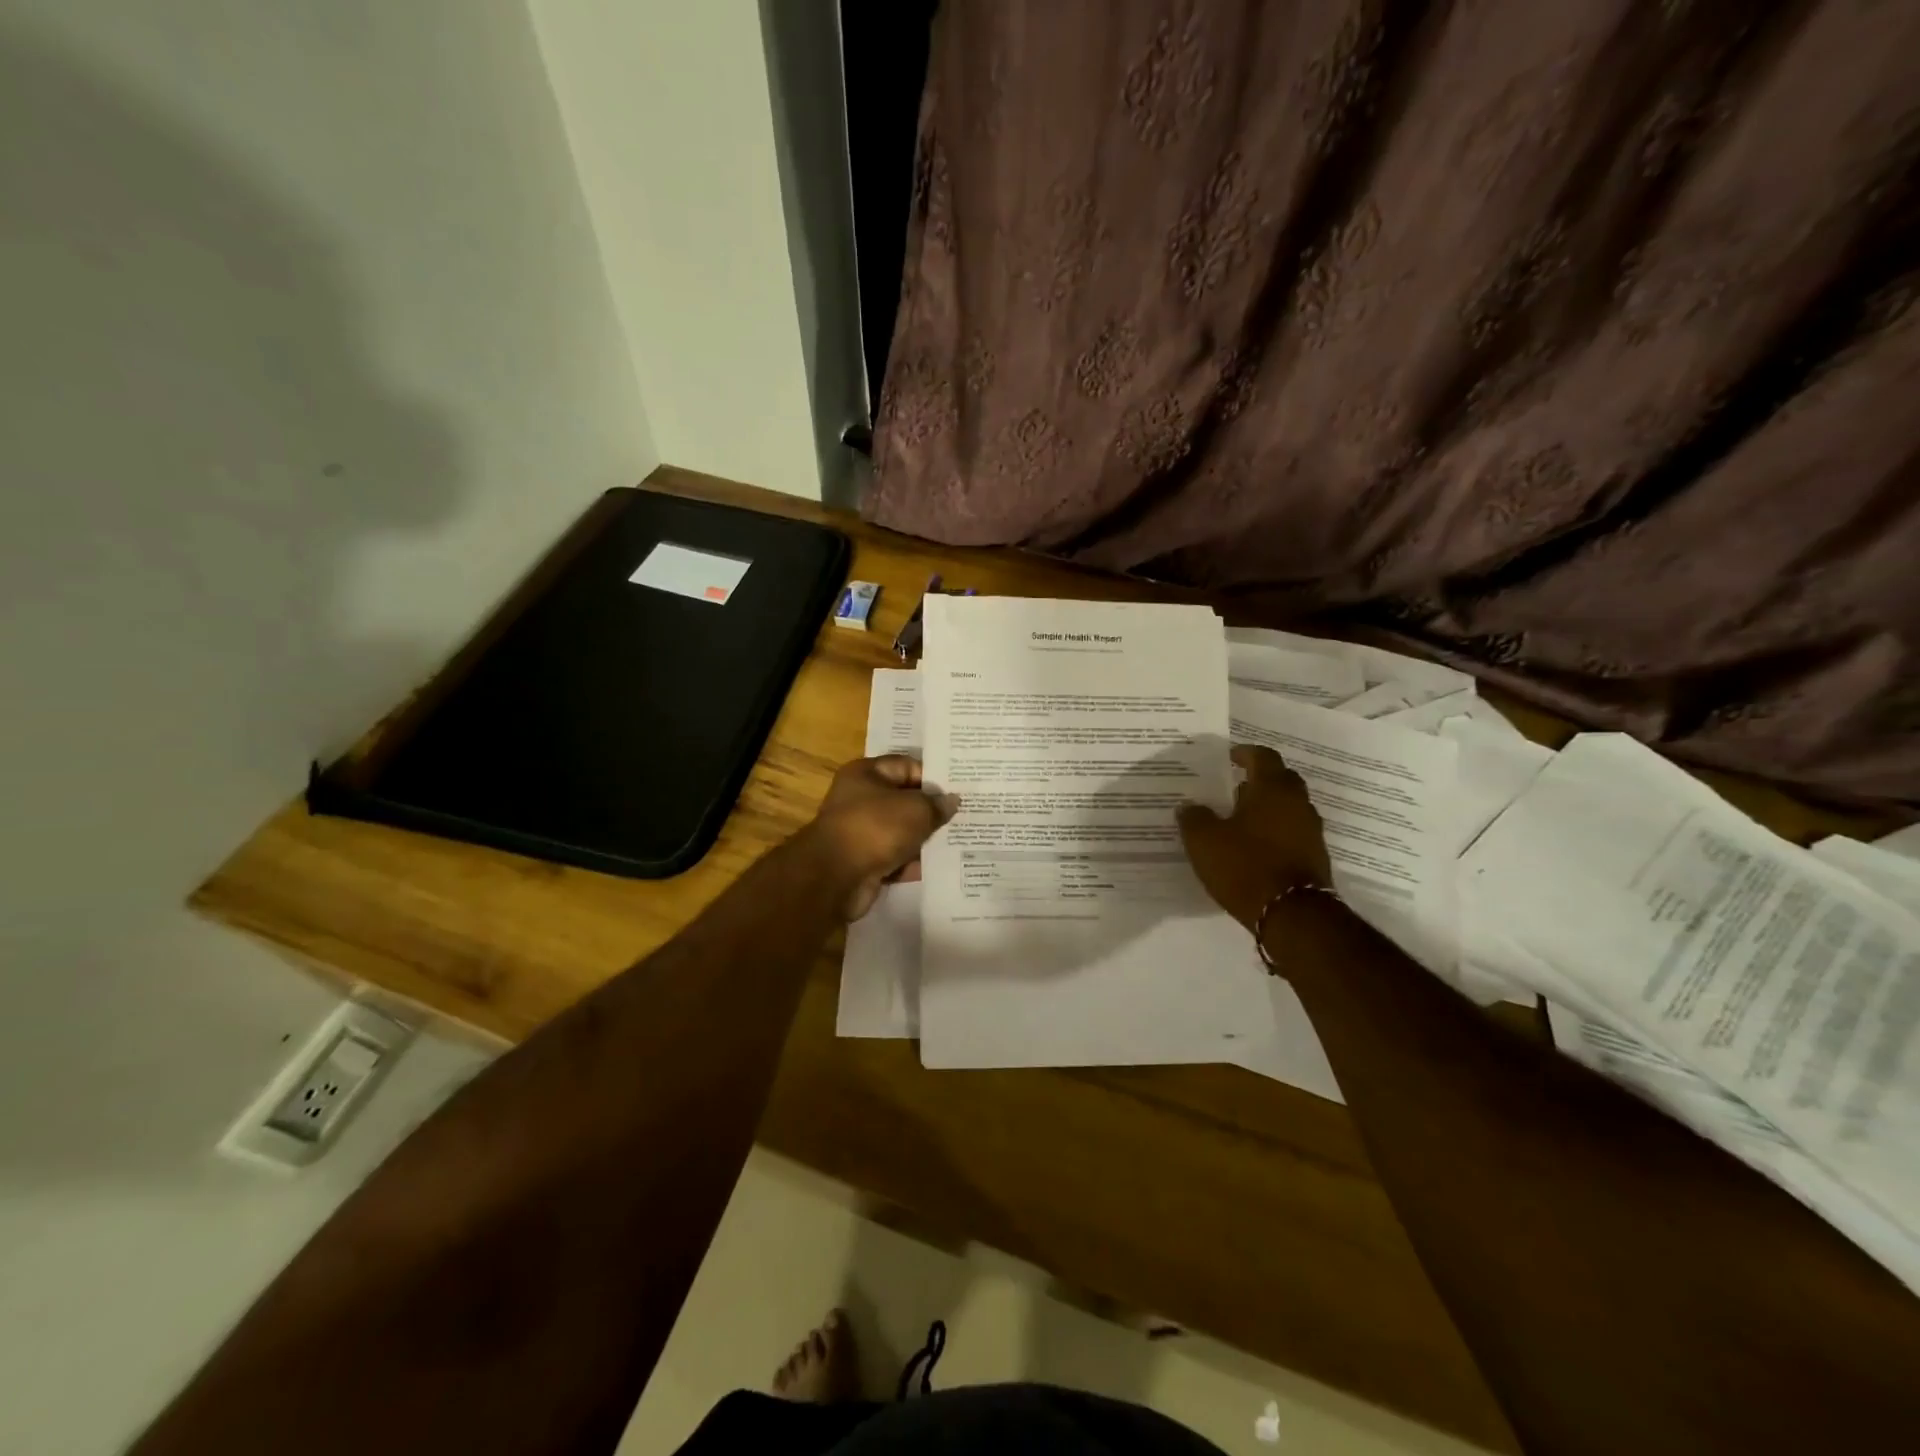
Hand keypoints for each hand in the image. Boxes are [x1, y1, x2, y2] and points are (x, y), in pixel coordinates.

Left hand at [807, 755, 959, 920]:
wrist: (835, 877)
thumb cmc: (876, 828)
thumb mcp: (915, 810)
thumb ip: (936, 804)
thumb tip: (951, 801)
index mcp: (866, 774)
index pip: (906, 766)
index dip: (933, 777)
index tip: (960, 789)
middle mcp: (859, 799)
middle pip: (903, 800)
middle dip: (931, 810)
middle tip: (964, 816)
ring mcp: (860, 832)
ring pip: (900, 831)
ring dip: (923, 839)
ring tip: (957, 841)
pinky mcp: (863, 862)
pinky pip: (894, 858)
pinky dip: (911, 863)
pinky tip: (938, 867)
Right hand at [1177, 744, 1332, 930]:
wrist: (1293, 915)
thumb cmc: (1245, 865)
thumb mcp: (1204, 841)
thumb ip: (1194, 817)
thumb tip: (1188, 805)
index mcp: (1272, 788)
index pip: (1263, 756)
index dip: (1244, 753)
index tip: (1228, 757)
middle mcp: (1297, 802)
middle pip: (1281, 779)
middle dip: (1258, 779)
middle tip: (1233, 787)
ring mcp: (1311, 830)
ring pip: (1288, 806)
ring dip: (1268, 807)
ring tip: (1240, 819)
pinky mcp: (1315, 856)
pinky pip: (1293, 832)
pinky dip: (1276, 831)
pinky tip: (1255, 846)